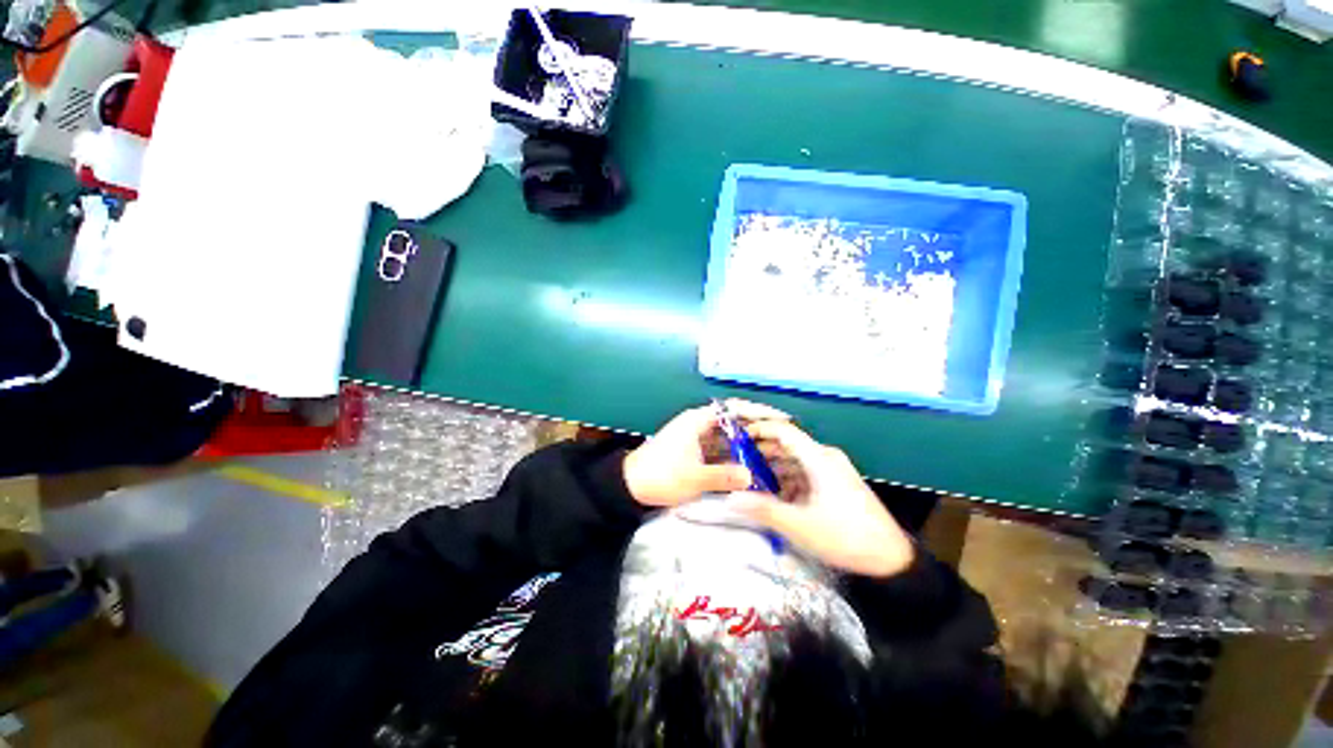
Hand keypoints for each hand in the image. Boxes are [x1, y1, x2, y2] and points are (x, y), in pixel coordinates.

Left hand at [624, 400, 791, 507]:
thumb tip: (751, 476)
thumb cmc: (659, 476)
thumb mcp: (693, 478)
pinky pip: (720, 447)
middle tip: (782, 436)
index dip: (758, 411)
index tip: (781, 418)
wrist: (629, 485)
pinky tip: (749, 463)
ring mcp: (697, 437)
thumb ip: (723, 476)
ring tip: (772, 450)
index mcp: (697, 420)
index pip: (734, 408)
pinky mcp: (695, 450)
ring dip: (746, 442)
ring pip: (728, 435)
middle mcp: (699, 423)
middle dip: (757, 427)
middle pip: (733, 420)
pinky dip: (734, 453)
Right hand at [725, 420, 914, 577]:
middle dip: (760, 451)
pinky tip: (771, 494)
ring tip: (747, 478)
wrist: (892, 560)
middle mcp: (825, 457)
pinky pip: (803, 474)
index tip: (735, 437)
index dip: (758, 429)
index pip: (783, 430)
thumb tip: (730, 498)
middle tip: (735, 460)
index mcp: (819, 458)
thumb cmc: (846, 537)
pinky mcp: (835, 485)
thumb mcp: (800, 525)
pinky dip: (785, 480)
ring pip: (794, 461)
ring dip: (771, 467)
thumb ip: (763, 509)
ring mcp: (831, 471)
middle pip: (787, 445)